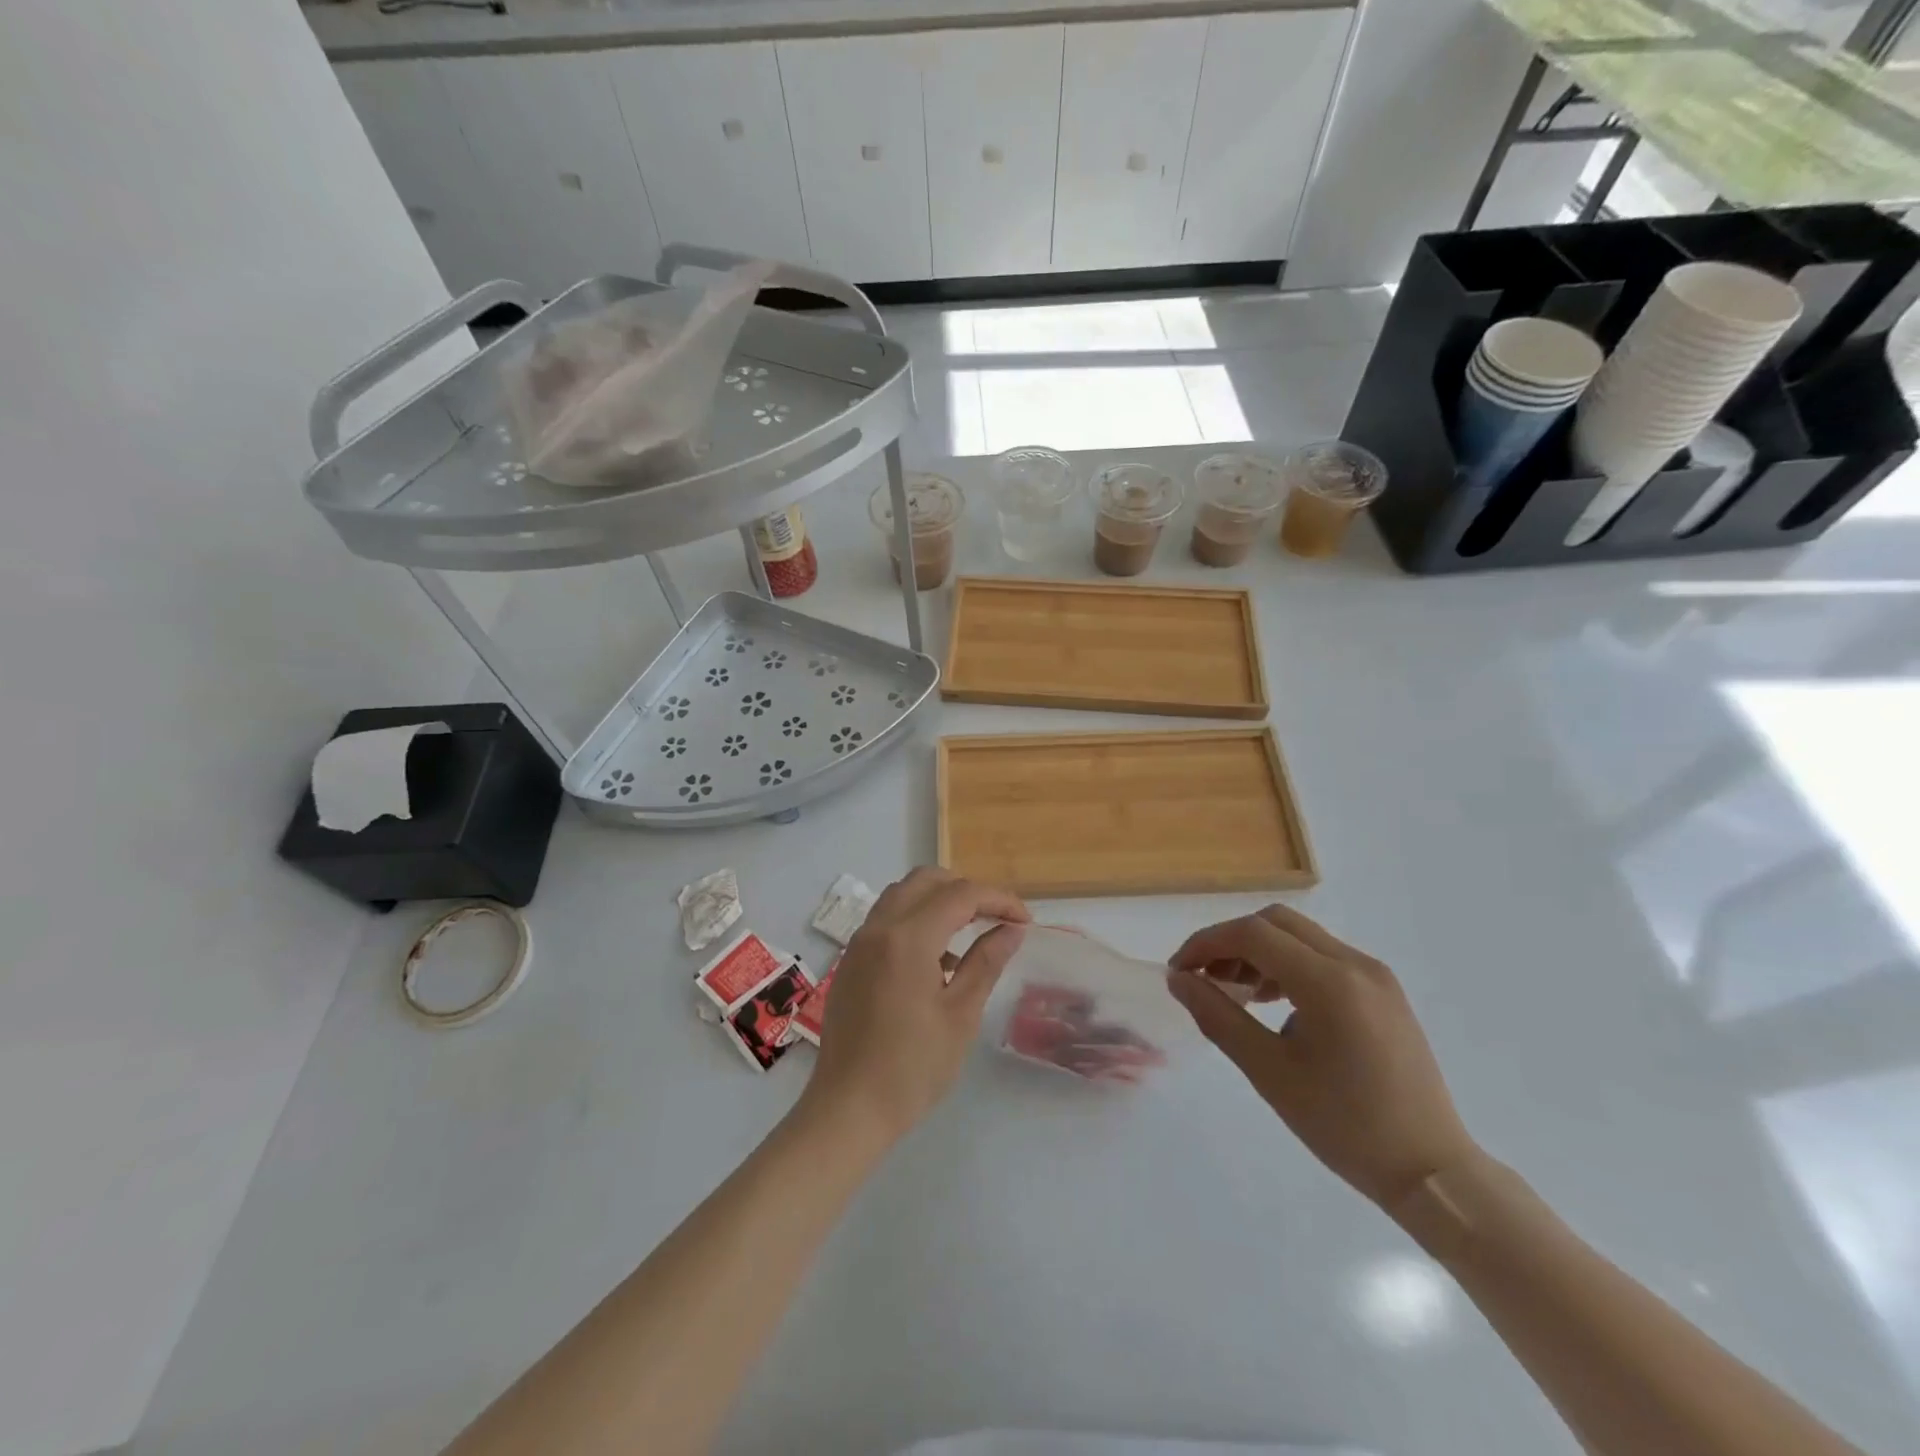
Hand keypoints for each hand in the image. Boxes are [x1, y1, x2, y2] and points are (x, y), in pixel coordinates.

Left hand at [805, 867, 1027, 1143]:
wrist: (848, 1110)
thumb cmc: (912, 1068)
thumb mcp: (960, 1015)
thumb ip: (986, 962)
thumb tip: (1011, 929)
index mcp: (907, 938)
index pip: (960, 894)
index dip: (998, 900)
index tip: (1025, 921)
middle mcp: (878, 928)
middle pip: (927, 880)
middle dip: (967, 890)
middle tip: (997, 918)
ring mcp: (859, 943)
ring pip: (902, 895)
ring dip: (939, 901)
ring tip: (969, 934)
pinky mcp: (851, 961)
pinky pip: (886, 920)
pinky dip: (915, 920)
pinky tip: (935, 961)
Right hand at [1168, 904, 1476, 1209]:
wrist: (1431, 1171)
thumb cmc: (1344, 1126)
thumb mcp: (1269, 1072)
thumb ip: (1218, 1017)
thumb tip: (1179, 979)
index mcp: (1329, 982)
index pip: (1252, 934)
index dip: (1206, 943)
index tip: (1179, 972)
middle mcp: (1355, 964)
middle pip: (1276, 923)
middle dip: (1231, 942)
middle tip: (1204, 978)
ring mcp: (1375, 976)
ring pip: (1300, 937)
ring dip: (1259, 952)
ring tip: (1235, 993)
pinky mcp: (1384, 992)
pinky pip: (1324, 958)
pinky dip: (1289, 966)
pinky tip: (1275, 1004)